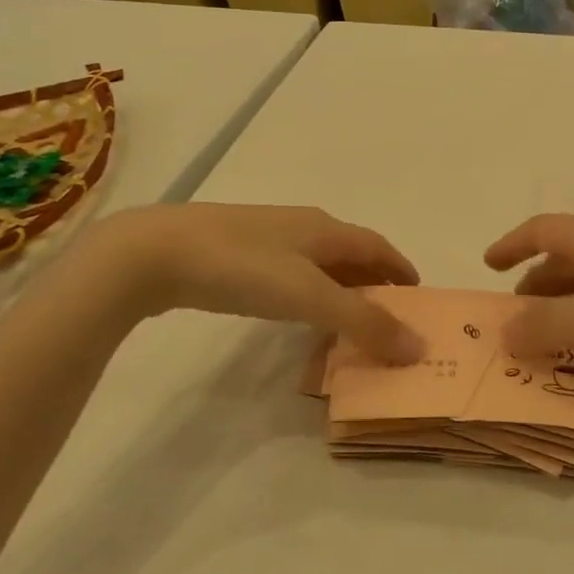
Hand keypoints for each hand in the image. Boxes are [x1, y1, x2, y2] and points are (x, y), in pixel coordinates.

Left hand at [98, 204, 423, 362]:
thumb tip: (418, 347)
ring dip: (342, 290)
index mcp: (325, 229)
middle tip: (389, 320)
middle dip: (375, 283)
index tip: (419, 299)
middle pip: (352, 254)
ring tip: (350, 323)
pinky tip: (298, 314)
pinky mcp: (237, 254)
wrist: (155, 252)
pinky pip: (291, 274)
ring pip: (320, 264)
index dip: (402, 270)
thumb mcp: (310, 296)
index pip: (379, 247)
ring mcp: (267, 238)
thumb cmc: (242, 268)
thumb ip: (364, 322)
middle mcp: (302, 227)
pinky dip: (310, 294)